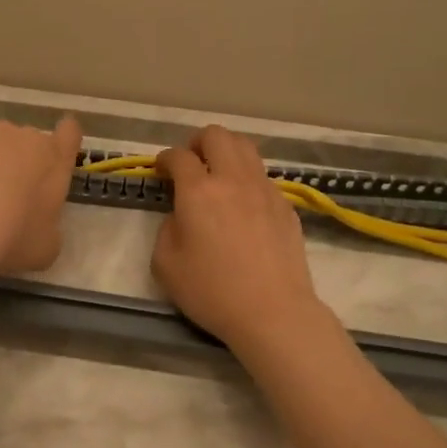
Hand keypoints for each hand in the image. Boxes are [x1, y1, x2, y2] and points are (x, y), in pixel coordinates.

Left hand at [0, 115, 82, 273]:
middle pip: (29, 141)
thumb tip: (42, 222)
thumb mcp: (46, 246)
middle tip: (3, 194)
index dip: (64, 138)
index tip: (55, 149)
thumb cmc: (15, 237)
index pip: (70, 134)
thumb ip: (50, 225)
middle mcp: (31, 137)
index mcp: (56, 162)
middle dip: (19, 160)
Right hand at [152, 126, 330, 350]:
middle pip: (217, 135)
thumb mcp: (166, 265)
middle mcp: (233, 180)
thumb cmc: (212, 292)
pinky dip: (246, 178)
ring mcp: (264, 190)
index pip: (179, 156)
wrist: (273, 312)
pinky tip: (242, 204)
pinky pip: (262, 176)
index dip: (165, 158)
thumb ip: (166, 230)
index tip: (161, 170)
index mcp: (199, 191)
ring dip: (226, 152)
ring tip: (218, 175)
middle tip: (191, 164)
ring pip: (246, 148)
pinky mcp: (285, 205)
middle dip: (198, 142)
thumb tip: (180, 216)